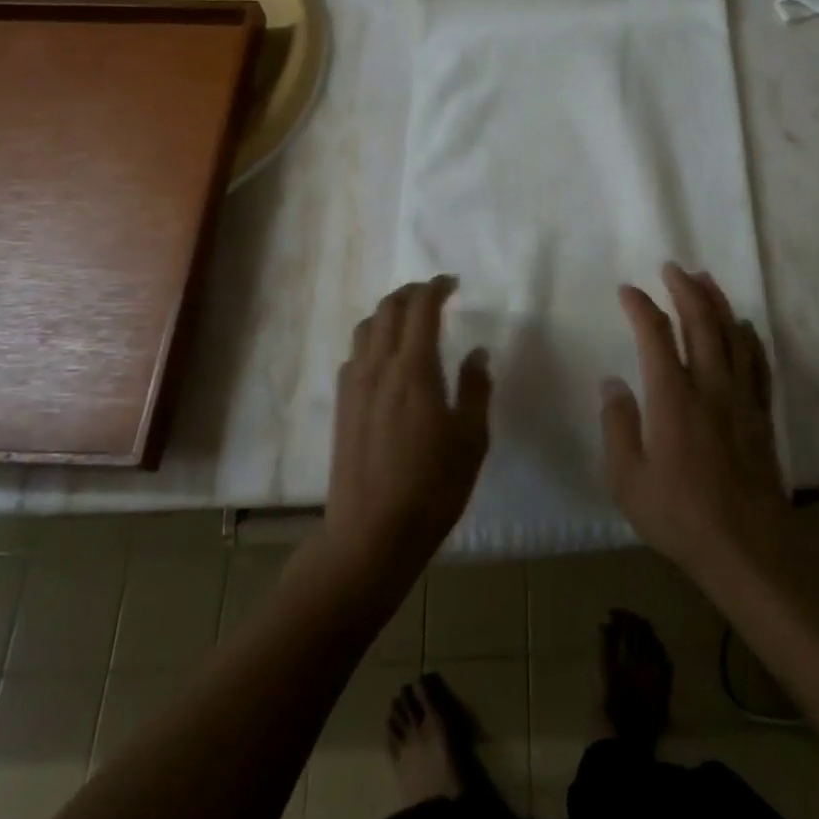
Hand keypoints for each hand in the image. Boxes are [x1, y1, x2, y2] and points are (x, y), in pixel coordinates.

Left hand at [321, 277, 491, 585]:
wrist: (370, 535)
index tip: (453, 283)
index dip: (436, 287)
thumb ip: (475, 389)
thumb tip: (477, 353)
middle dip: (412, 292)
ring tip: (410, 319)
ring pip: (366, 327)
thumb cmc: (432, 488)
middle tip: (435, 294)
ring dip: (389, 312)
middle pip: (388, 308)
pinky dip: (373, 338)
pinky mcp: (342, 405)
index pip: (421, 308)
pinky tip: (386, 358)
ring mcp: (354, 385)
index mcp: (414, 369)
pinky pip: (355, 353)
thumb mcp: (471, 440)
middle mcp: (379, 366)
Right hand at [601, 264, 790, 577]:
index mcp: (672, 397)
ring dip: (717, 302)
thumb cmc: (680, 514)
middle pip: (700, 321)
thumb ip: (617, 426)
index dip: (640, 307)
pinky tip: (743, 326)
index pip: (655, 335)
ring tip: (705, 279)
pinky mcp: (760, 412)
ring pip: (731, 334)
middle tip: (672, 267)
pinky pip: (757, 361)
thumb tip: (613, 383)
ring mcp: (740, 397)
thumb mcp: (628, 479)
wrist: (748, 546)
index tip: (628, 290)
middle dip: (685, 289)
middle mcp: (708, 385)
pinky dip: (748, 336)